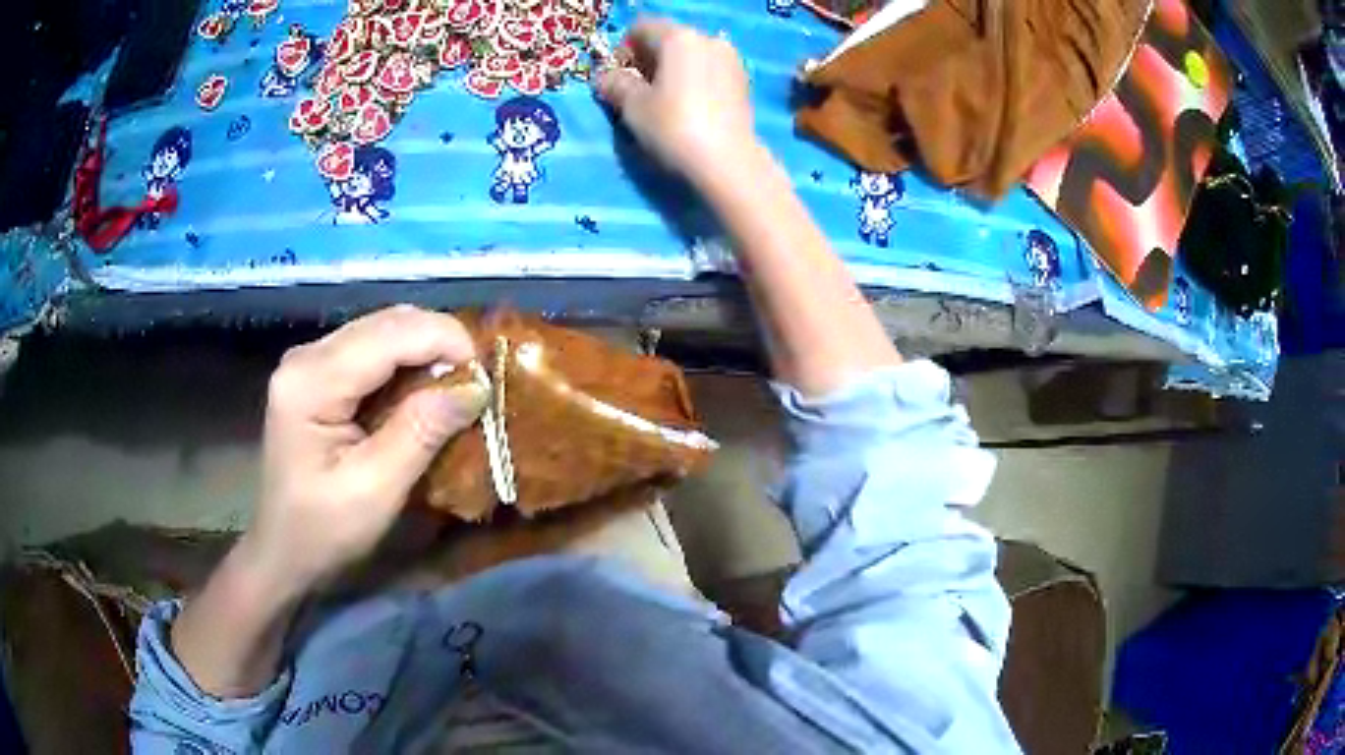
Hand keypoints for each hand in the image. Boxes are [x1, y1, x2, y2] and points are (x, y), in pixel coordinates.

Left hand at [244, 305, 487, 595]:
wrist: (282, 551)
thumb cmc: (323, 531)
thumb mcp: (376, 490)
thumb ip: (421, 432)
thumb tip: (476, 386)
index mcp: (311, 380)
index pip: (390, 334)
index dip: (447, 341)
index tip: (488, 378)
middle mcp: (307, 354)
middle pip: (388, 323)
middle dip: (440, 344)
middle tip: (477, 387)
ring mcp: (310, 359)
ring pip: (384, 330)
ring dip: (427, 353)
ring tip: (456, 391)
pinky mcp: (318, 371)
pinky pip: (374, 349)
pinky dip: (408, 364)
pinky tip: (423, 393)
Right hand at [595, 19, 756, 188]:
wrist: (728, 162)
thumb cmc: (673, 127)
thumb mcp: (633, 106)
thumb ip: (615, 84)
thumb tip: (606, 78)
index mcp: (679, 37)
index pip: (641, 28)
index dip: (623, 50)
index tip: (617, 78)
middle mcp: (708, 39)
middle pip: (668, 39)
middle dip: (648, 61)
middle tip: (637, 92)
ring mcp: (730, 60)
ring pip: (690, 56)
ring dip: (672, 72)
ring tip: (663, 103)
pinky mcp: (743, 83)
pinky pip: (708, 71)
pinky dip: (693, 82)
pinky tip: (688, 108)